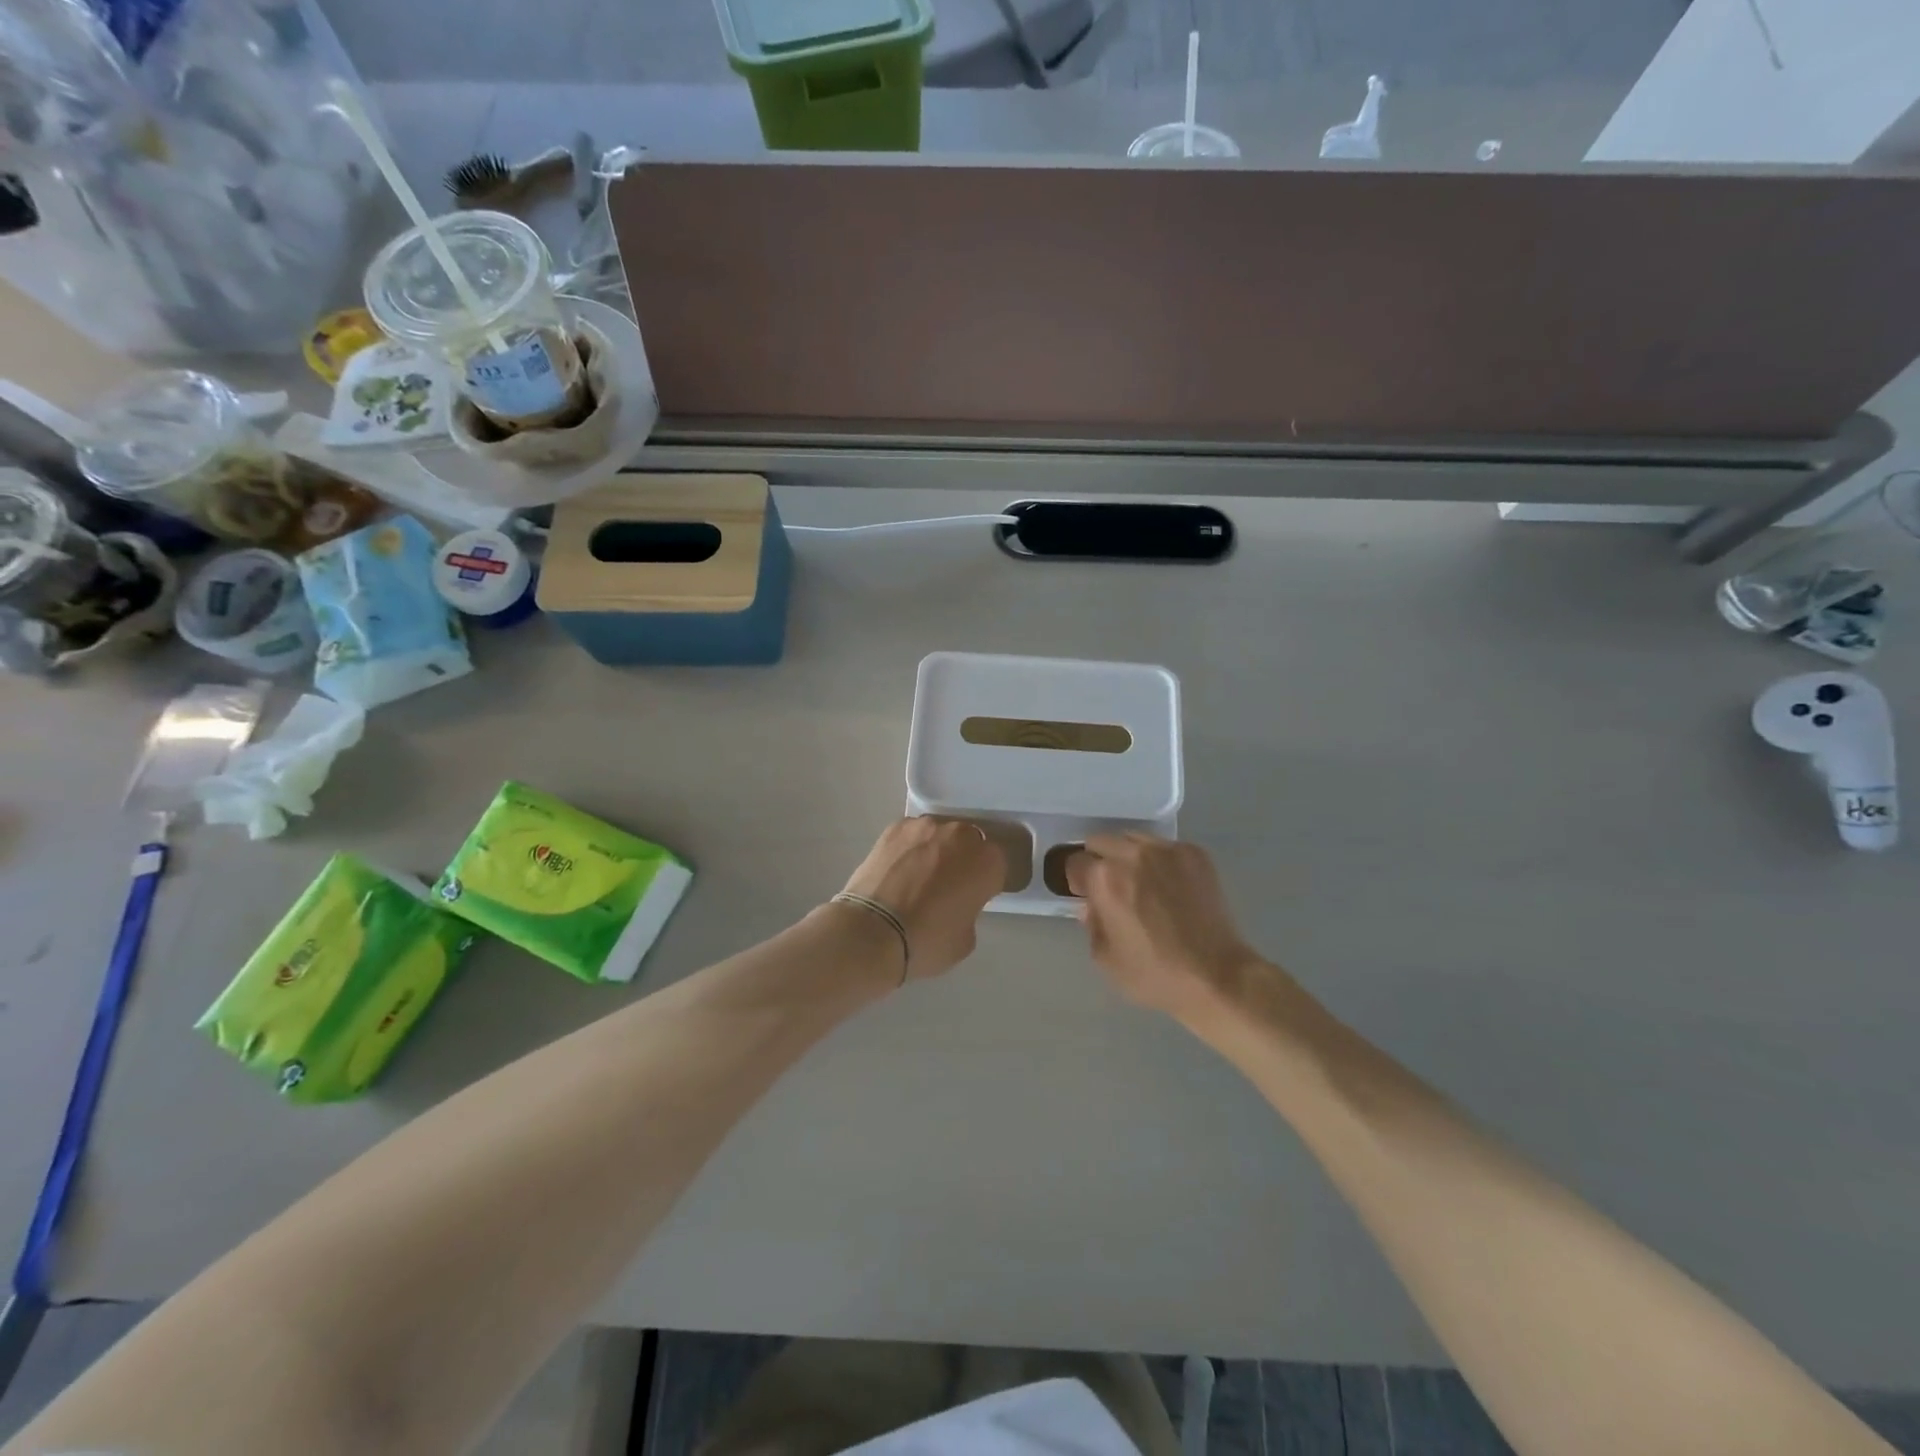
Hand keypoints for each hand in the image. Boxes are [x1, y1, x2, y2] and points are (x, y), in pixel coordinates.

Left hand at [838, 817, 1006, 979]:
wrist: (872, 932)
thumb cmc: (927, 941)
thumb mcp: (966, 939)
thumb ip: (970, 910)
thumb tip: (957, 901)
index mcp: (987, 862)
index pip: (997, 865)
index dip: (987, 882)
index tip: (975, 897)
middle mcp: (961, 834)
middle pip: (970, 843)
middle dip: (963, 860)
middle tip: (947, 885)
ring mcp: (926, 826)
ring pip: (940, 835)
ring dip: (936, 850)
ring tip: (918, 876)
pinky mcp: (896, 827)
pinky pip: (912, 835)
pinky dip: (909, 848)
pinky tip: (897, 869)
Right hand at [1065, 834, 1259, 1015]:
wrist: (1217, 976)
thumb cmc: (1155, 974)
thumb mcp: (1105, 958)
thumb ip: (1091, 924)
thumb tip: (1091, 905)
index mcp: (1105, 878)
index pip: (1075, 862)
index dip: (1078, 881)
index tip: (1087, 896)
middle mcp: (1132, 854)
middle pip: (1100, 841)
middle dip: (1099, 862)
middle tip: (1112, 888)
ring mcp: (1166, 850)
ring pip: (1132, 839)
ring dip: (1128, 856)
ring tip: (1143, 883)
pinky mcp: (1194, 854)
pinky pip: (1164, 847)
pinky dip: (1159, 861)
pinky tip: (1170, 886)